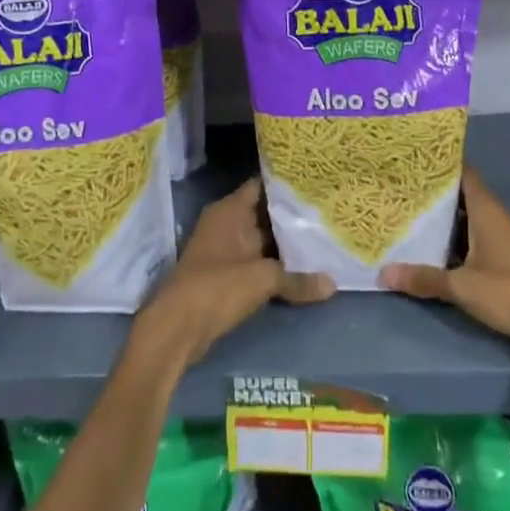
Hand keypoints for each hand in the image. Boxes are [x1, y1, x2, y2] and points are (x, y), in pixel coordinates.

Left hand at [131, 178, 333, 371]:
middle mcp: (226, 224)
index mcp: (229, 211)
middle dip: (292, 215)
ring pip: (263, 240)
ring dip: (286, 243)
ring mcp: (225, 250)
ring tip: (324, 236)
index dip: (286, 183)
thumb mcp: (263, 279)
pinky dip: (277, 264)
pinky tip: (304, 267)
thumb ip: (298, 279)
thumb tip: (332, 284)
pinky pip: (258, 262)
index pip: (262, 185)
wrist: (177, 328)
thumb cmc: (217, 287)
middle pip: (265, 213)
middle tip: (327, 210)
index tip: (316, 182)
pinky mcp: (227, 276)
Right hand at [378, 167, 509, 352]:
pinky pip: (473, 236)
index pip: (463, 173)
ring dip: (443, 217)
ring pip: (467, 217)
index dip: (441, 164)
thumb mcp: (462, 286)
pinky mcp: (505, 257)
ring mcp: (501, 237)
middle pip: (462, 194)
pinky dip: (453, 237)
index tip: (413, 158)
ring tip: (407, 213)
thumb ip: (424, 278)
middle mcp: (494, 216)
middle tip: (399, 186)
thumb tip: (384, 272)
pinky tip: (432, 246)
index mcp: (486, 210)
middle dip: (434, 191)